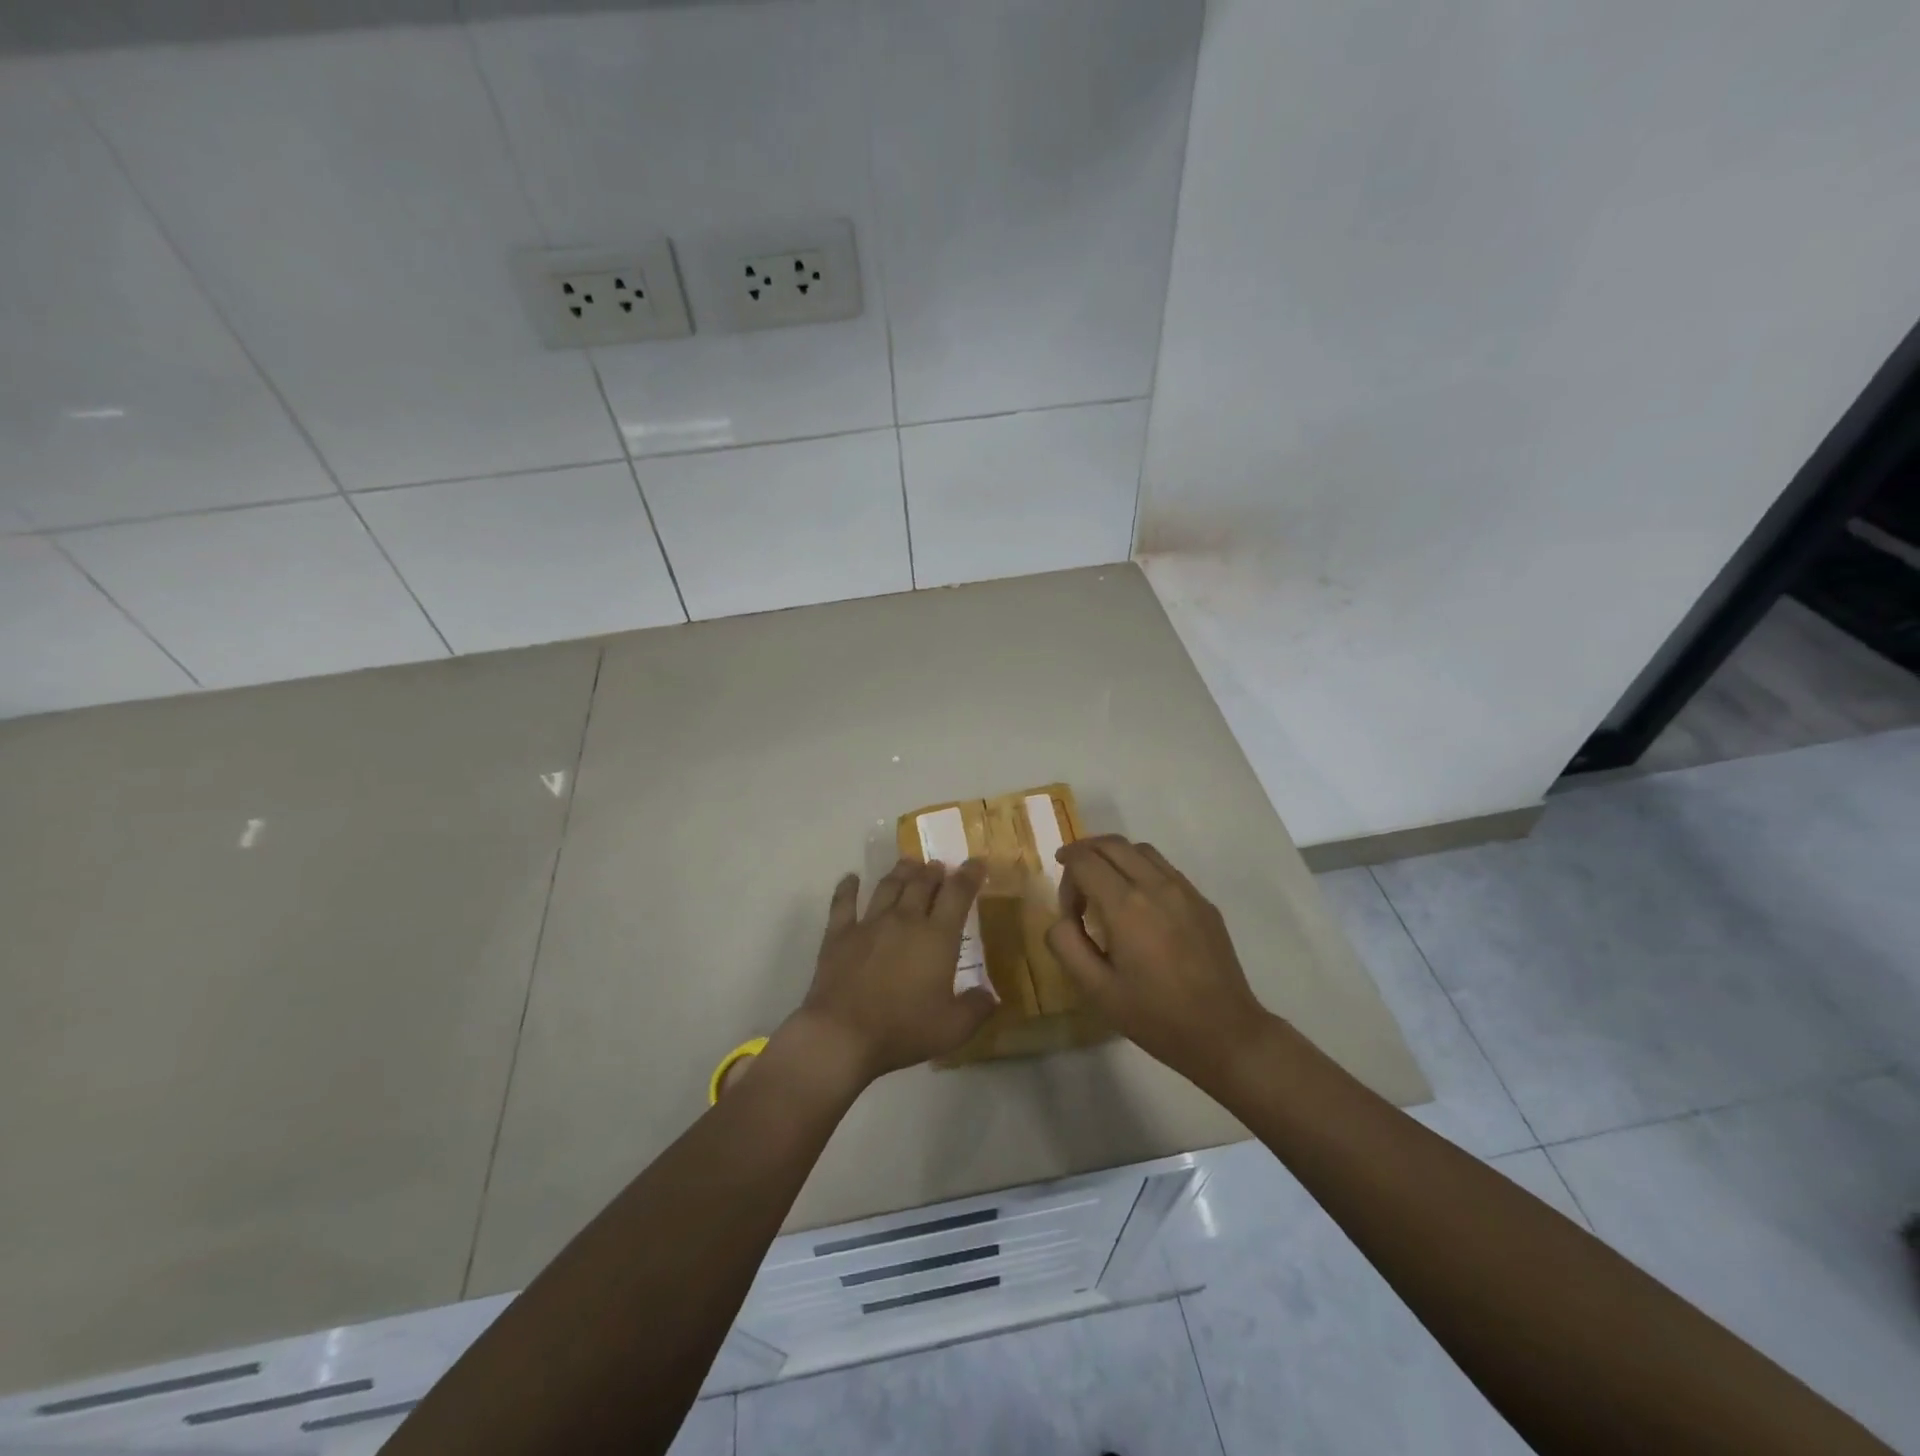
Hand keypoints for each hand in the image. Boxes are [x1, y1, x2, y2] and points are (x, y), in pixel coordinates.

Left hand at [797, 858, 995, 1082]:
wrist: (842, 1034)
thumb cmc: (903, 1030)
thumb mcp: (953, 1029)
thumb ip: (976, 1009)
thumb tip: (991, 996)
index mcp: (937, 937)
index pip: (958, 894)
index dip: (970, 875)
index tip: (977, 863)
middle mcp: (905, 919)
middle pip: (922, 883)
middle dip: (934, 871)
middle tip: (939, 866)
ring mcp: (869, 923)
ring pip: (888, 886)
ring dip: (901, 871)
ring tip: (908, 864)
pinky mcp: (839, 934)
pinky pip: (843, 902)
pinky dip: (848, 887)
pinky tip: (851, 878)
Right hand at [1045, 836, 1269, 1079]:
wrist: (1225, 1033)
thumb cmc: (1155, 1016)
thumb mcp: (1096, 990)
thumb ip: (1067, 945)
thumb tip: (1062, 918)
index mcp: (1125, 906)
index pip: (1085, 860)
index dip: (1066, 873)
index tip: (1067, 905)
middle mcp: (1155, 885)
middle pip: (1112, 844)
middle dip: (1085, 852)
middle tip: (1073, 878)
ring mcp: (1184, 890)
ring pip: (1140, 850)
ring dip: (1114, 857)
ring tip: (1104, 885)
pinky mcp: (1202, 901)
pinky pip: (1165, 868)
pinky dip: (1141, 869)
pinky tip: (1139, 903)